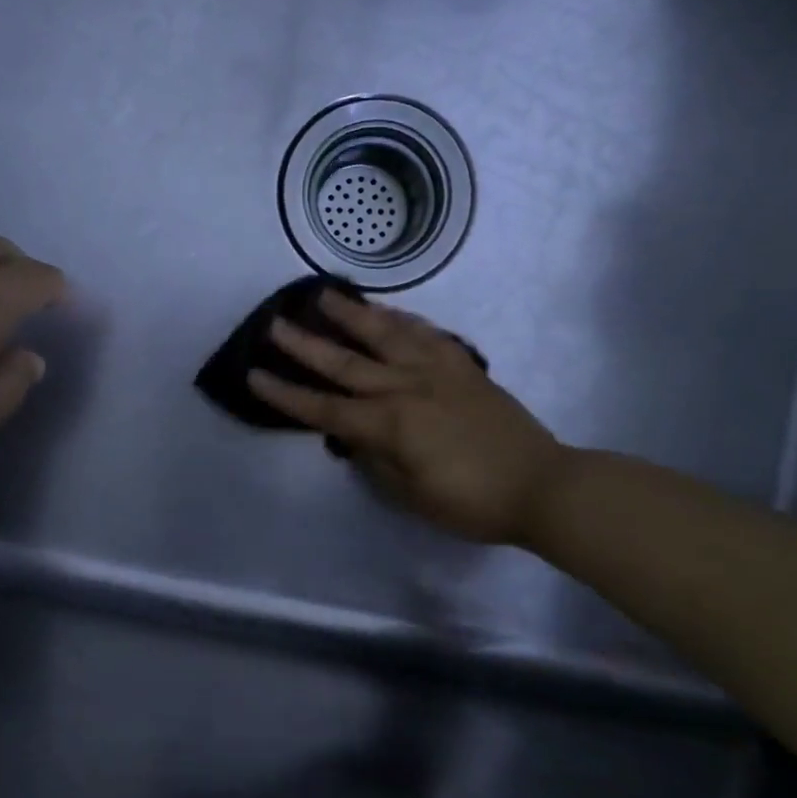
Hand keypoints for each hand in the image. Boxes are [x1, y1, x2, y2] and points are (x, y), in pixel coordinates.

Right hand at [248, 291, 571, 546]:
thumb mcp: (411, 495)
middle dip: (306, 344)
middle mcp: (407, 388)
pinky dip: (402, 318)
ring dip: (352, 315)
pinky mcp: (463, 366)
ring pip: (386, 335)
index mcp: (390, 425)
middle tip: (276, 322)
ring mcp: (437, 371)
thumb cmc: (472, 502)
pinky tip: (386, 310)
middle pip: (346, 362)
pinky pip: (426, 334)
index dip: (286, 394)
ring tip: (326, 295)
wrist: (541, 485)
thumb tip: (353, 436)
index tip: (255, 374)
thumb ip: (375, 461)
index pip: (325, 408)